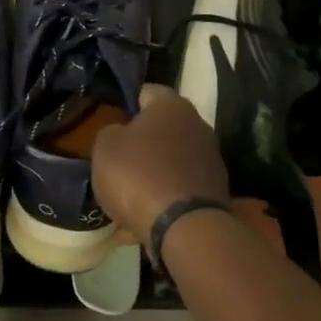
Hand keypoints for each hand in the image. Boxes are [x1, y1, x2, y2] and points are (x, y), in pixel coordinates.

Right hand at [92, 85, 228, 247]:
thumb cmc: (138, 175)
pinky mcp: (215, 190)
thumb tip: (121, 134)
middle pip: (161, 127)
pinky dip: (163, 196)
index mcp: (172, 105)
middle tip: (117, 158)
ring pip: (171, 159)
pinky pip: (179, 187)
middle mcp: (198, 124)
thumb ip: (110, 132)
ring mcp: (211, 159)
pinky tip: (144, 214)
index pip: (145, 92)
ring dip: (153, 170)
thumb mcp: (105, 147)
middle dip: (141, 141)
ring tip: (128, 191)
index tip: (109, 121)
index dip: (125, 104)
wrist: (185, 228)